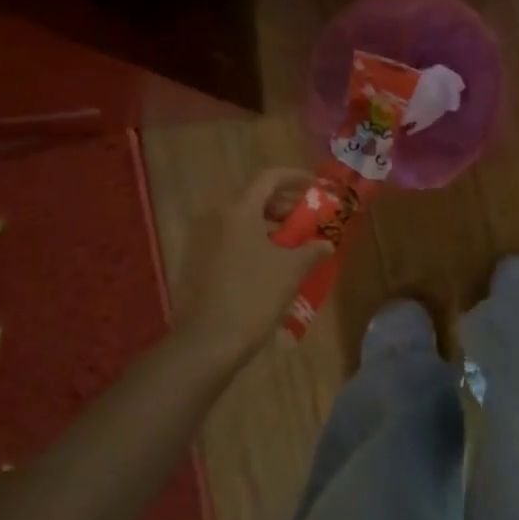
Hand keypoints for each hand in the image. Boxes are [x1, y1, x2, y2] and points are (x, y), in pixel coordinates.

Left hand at [174, 168, 332, 370]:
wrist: (207, 342)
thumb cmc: (254, 296)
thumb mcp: (291, 270)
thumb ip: (311, 249)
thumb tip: (326, 243)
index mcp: (238, 210)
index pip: (269, 178)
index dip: (296, 177)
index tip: (316, 186)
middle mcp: (214, 217)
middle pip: (252, 196)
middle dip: (282, 202)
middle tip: (305, 216)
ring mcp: (200, 239)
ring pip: (238, 218)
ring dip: (265, 222)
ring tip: (289, 241)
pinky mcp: (193, 261)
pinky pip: (227, 237)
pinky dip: (249, 239)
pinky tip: (265, 261)